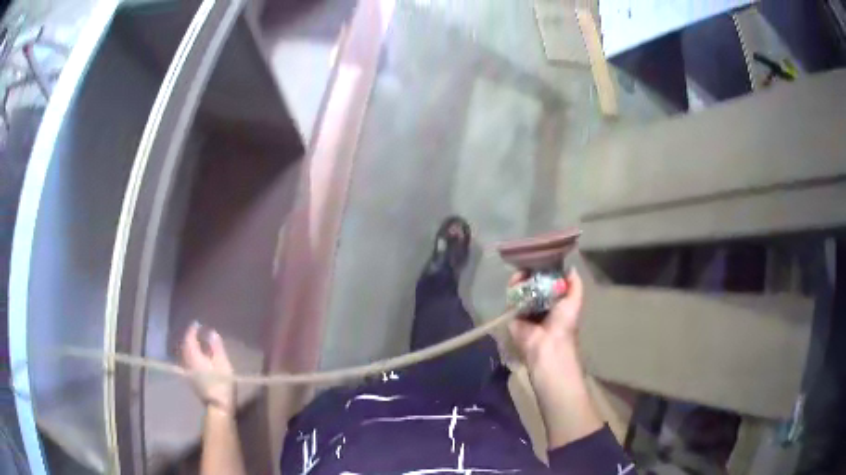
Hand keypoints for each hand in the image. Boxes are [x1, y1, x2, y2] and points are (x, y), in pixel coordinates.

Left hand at [181, 322, 235, 414]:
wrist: (218, 407)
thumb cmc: (221, 384)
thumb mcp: (222, 363)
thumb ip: (216, 347)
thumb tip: (211, 332)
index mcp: (194, 356)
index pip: (189, 338)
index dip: (192, 330)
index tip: (197, 323)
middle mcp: (188, 362)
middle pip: (185, 346)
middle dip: (190, 338)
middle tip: (197, 332)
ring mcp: (189, 372)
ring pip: (186, 354)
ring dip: (190, 347)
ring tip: (197, 343)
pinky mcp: (192, 380)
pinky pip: (188, 361)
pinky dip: (191, 355)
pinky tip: (198, 357)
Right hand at [508, 268, 583, 370]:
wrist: (548, 344)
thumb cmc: (564, 324)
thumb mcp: (575, 301)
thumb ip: (575, 285)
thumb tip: (570, 268)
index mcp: (554, 304)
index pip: (548, 285)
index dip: (546, 273)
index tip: (544, 261)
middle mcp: (539, 306)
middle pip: (533, 285)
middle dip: (532, 274)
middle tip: (532, 263)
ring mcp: (525, 310)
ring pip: (521, 289)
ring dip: (522, 278)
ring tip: (524, 270)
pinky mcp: (512, 314)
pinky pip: (511, 297)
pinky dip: (513, 286)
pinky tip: (517, 278)